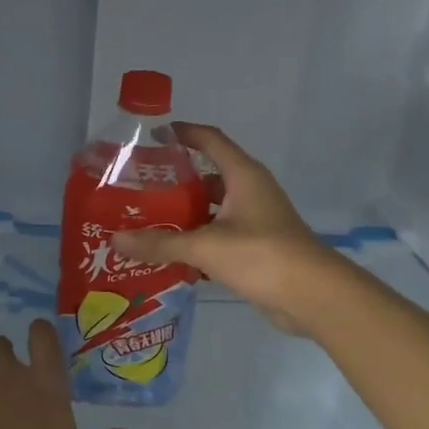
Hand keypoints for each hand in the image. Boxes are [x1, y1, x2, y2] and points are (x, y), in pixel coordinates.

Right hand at [112, 123, 336, 333]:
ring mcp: (255, 220)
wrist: (313, 296)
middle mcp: (249, 191)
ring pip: (211, 210)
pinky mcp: (255, 247)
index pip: (210, 140)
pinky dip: (196, 241)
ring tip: (146, 221)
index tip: (151, 136)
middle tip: (138, 189)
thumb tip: (116, 239)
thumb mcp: (205, 246)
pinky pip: (218, 236)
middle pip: (207, 177)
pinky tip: (169, 254)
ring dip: (184, 215)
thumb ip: (160, 243)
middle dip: (174, 181)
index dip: (183, 133)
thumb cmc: (262, 255)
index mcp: (243, 176)